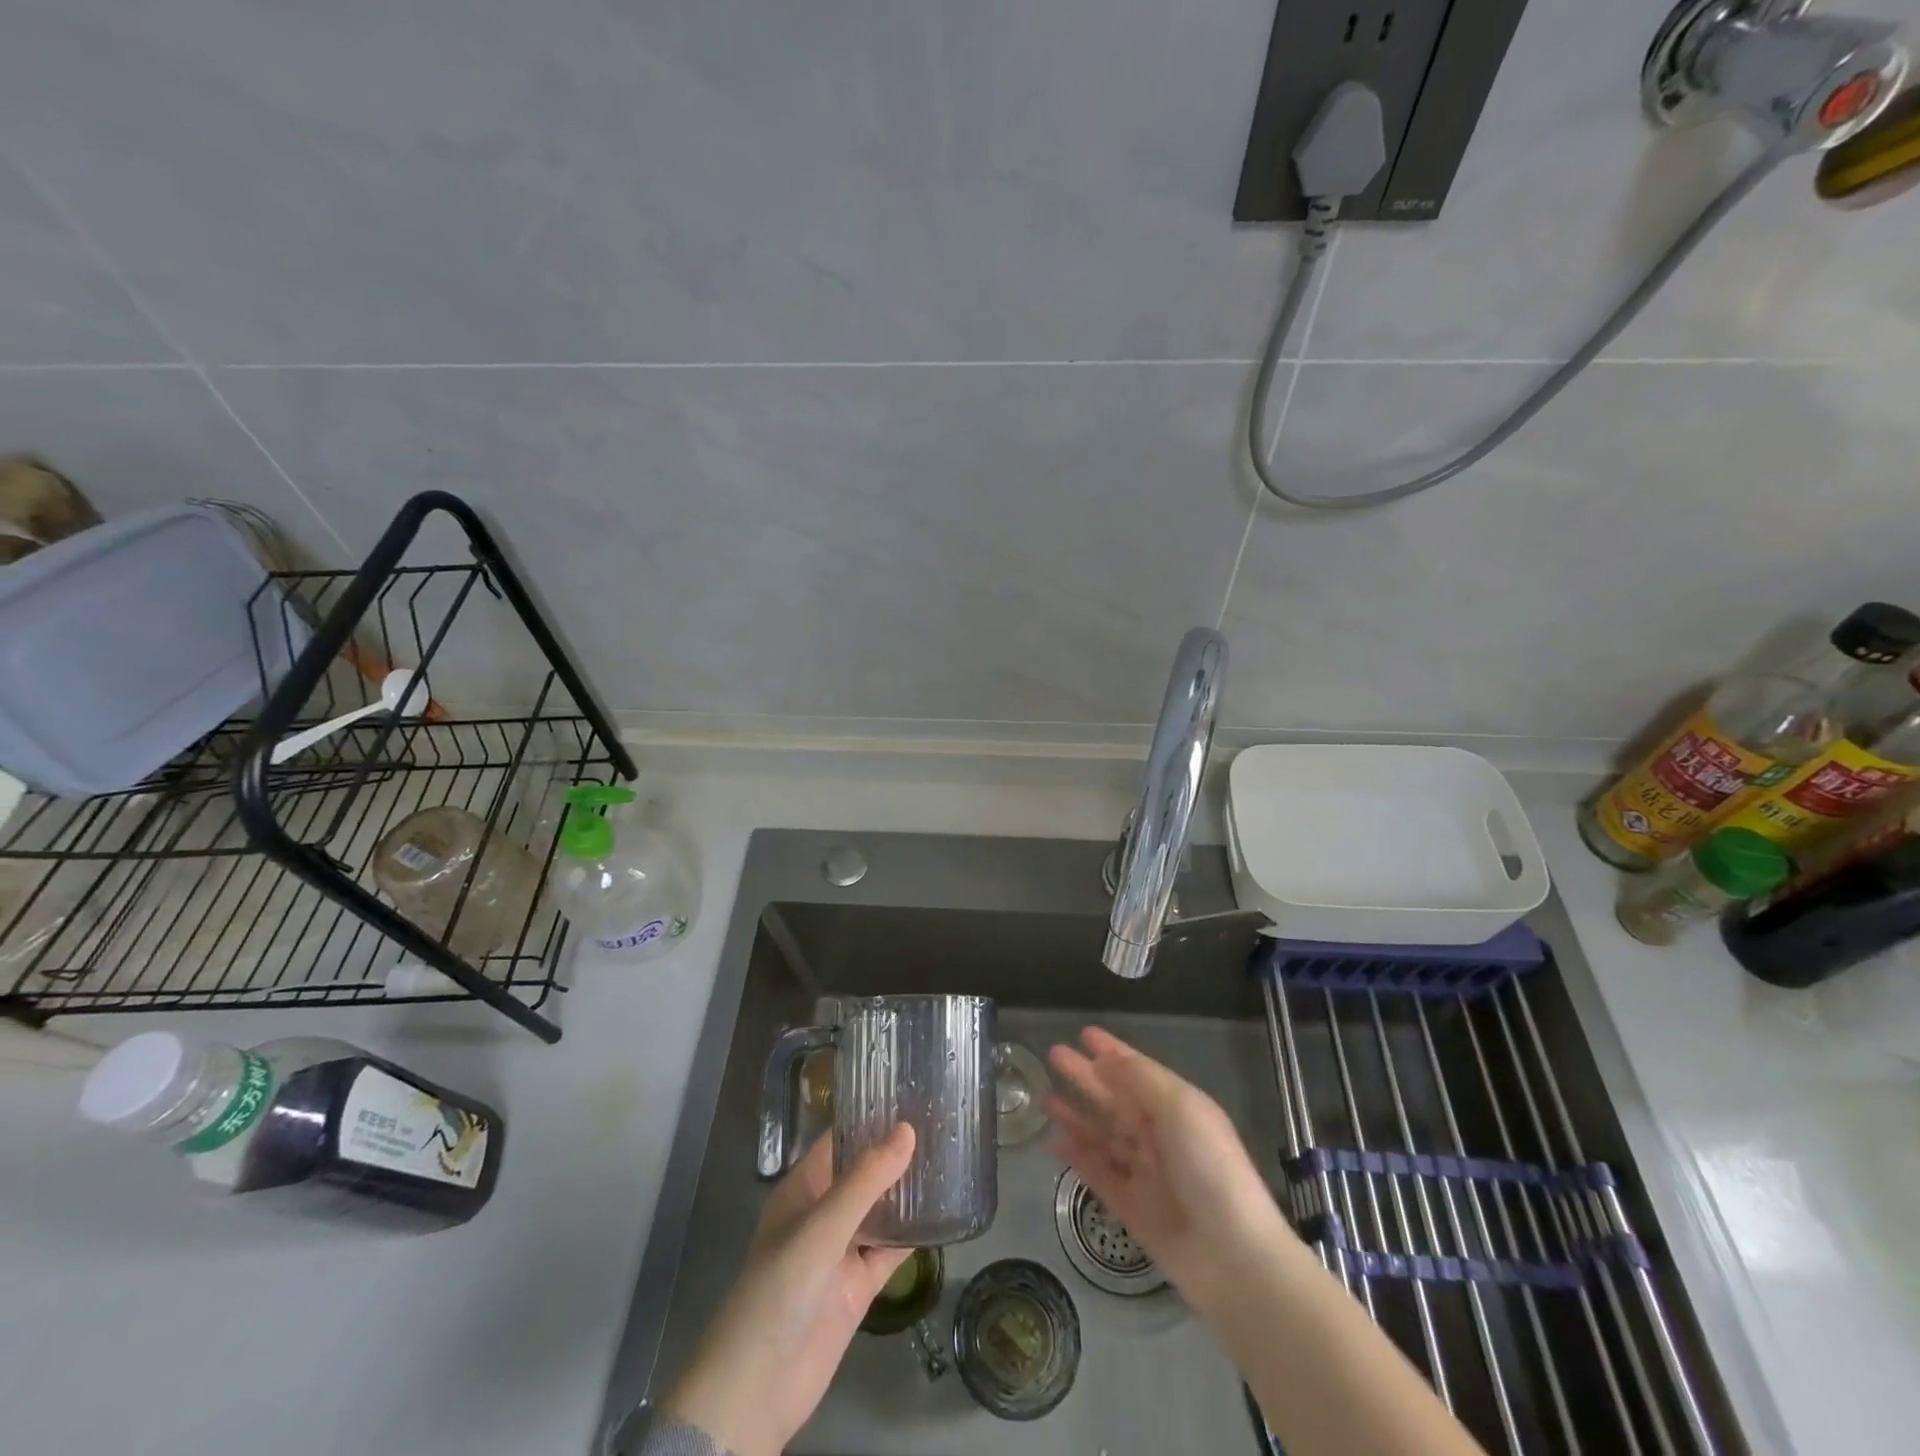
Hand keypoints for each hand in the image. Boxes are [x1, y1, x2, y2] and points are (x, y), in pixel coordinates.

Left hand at [660, 1124, 915, 1455]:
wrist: (759, 1385)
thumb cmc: (781, 1287)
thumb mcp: (823, 1226)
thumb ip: (866, 1180)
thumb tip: (908, 1129)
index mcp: (804, 1187)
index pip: (840, 1139)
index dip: (870, 1117)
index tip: (910, 1093)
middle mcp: (824, 1211)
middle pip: (864, 1172)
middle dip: (896, 1151)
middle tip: (941, 1120)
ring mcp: (842, 1249)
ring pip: (881, 1208)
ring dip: (908, 1189)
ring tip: (950, 1157)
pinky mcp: (859, 1284)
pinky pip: (891, 1249)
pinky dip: (914, 1233)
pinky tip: (945, 1213)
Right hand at [1048, 1027, 1291, 1309]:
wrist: (1232, 1256)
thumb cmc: (1209, 1168)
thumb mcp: (1179, 1109)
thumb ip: (1139, 1080)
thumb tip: (1104, 1061)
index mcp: (1177, 1108)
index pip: (1137, 1071)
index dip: (1112, 1051)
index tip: (1084, 1034)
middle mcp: (1159, 1135)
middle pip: (1115, 1099)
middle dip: (1086, 1077)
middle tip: (1053, 1055)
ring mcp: (1144, 1171)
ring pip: (1102, 1135)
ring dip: (1076, 1116)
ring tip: (1045, 1100)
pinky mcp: (1131, 1206)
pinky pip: (1097, 1172)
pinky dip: (1076, 1156)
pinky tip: (1053, 1143)